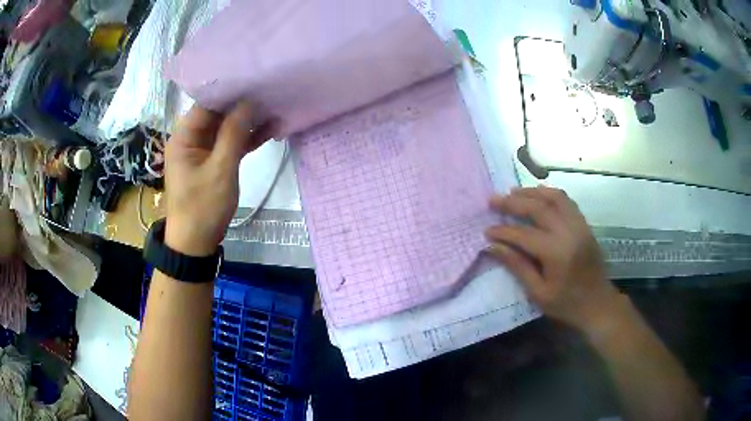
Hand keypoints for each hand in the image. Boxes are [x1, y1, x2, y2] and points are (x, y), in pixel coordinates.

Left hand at [164, 102, 275, 255]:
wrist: (196, 243)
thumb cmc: (203, 207)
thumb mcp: (220, 170)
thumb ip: (233, 134)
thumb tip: (248, 102)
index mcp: (184, 136)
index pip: (206, 104)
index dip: (229, 91)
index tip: (254, 79)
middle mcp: (192, 139)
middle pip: (218, 114)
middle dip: (242, 104)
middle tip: (269, 89)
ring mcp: (203, 151)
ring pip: (227, 128)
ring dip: (248, 121)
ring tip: (275, 106)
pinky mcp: (214, 162)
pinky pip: (231, 144)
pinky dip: (247, 138)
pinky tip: (269, 129)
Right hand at [485, 187, 620, 332]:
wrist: (598, 303)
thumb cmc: (566, 304)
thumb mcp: (538, 293)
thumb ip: (517, 266)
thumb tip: (493, 247)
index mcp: (556, 252)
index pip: (523, 234)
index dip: (503, 231)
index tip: (487, 230)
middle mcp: (568, 232)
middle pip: (538, 207)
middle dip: (513, 202)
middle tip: (493, 200)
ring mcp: (579, 225)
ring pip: (554, 197)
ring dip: (532, 192)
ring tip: (513, 192)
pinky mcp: (584, 225)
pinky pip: (566, 201)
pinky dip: (550, 194)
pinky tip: (538, 195)